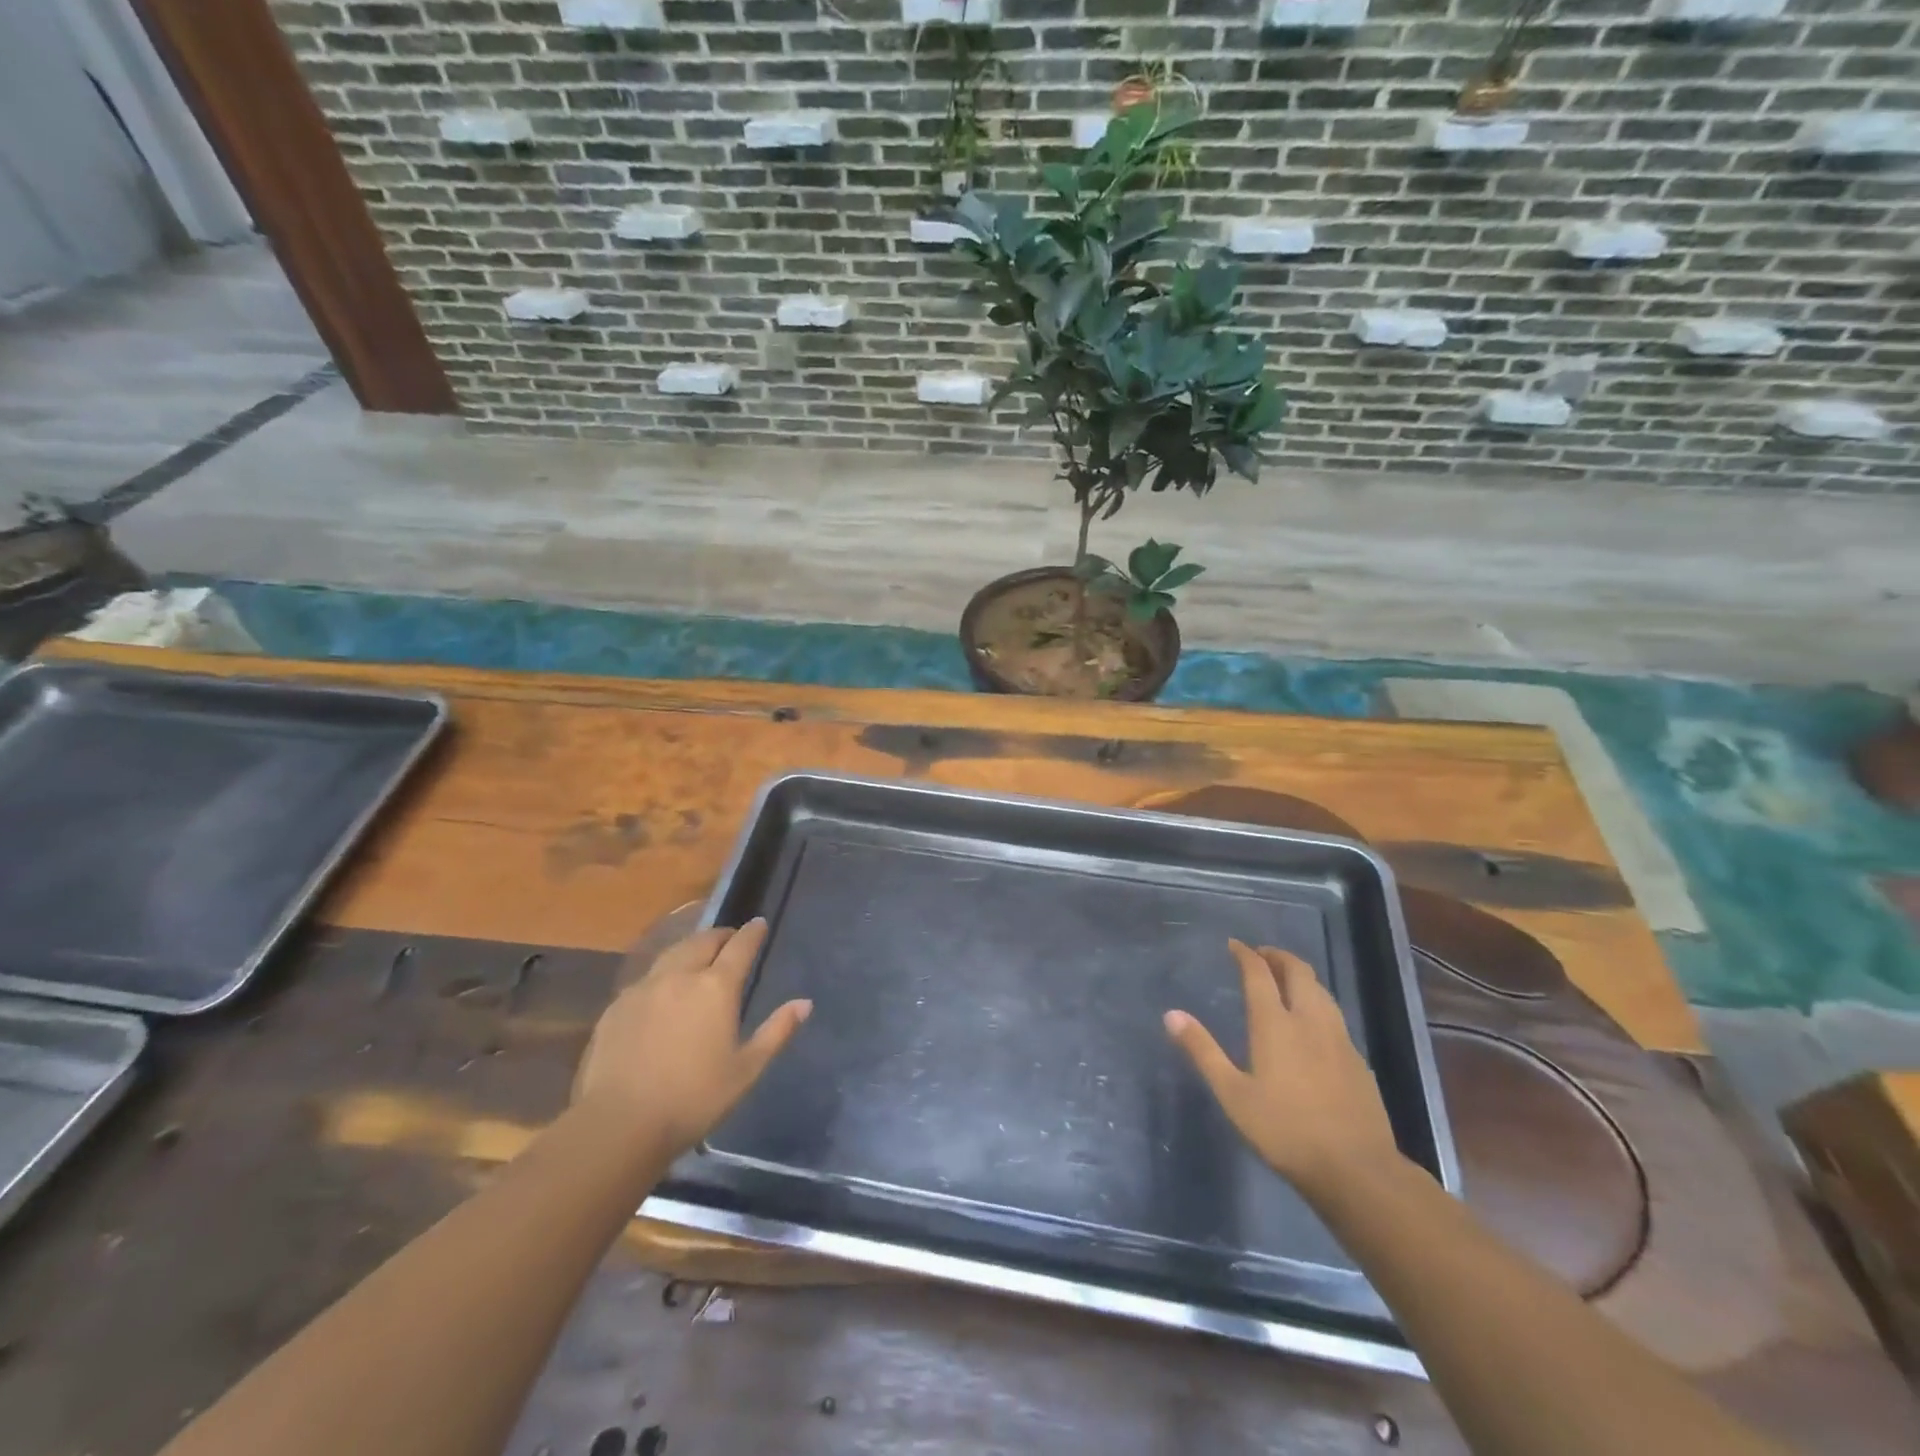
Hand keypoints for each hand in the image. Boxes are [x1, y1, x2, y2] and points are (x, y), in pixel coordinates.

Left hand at [573, 919, 809, 1158]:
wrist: (619, 1124)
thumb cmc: (694, 1099)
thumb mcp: (746, 1069)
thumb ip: (777, 1031)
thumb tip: (804, 1003)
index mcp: (716, 988)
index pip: (740, 947)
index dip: (752, 932)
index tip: (759, 923)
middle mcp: (680, 976)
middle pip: (703, 941)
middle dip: (720, 935)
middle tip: (730, 938)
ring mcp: (644, 988)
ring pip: (672, 953)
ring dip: (690, 948)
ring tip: (698, 954)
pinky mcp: (616, 1007)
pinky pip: (646, 978)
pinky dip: (663, 974)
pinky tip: (662, 992)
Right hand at [1165, 939, 1401, 1199]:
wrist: (1358, 1169)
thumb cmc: (1286, 1130)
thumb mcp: (1233, 1094)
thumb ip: (1203, 1051)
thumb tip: (1171, 1014)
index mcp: (1275, 1024)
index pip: (1259, 974)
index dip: (1245, 954)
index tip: (1234, 945)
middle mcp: (1309, 1021)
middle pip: (1298, 972)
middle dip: (1278, 956)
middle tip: (1261, 955)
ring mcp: (1339, 1039)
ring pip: (1321, 990)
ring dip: (1301, 976)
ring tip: (1285, 980)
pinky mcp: (1358, 1060)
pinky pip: (1334, 1015)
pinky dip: (1317, 1002)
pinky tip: (1312, 1023)